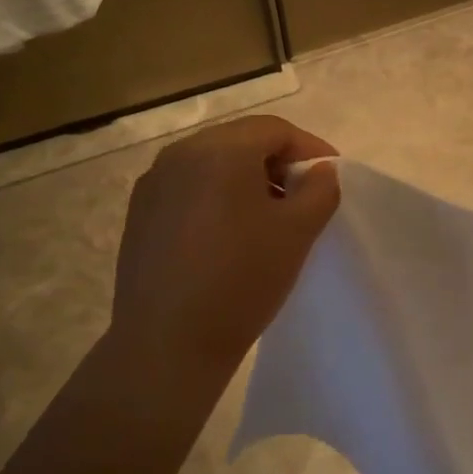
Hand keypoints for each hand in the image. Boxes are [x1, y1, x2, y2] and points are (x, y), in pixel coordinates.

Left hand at [106, 115, 340, 388]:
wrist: (168, 344)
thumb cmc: (242, 280)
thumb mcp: (298, 232)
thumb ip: (320, 189)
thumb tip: (320, 171)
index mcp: (219, 150)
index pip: (275, 129)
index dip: (310, 148)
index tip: (332, 177)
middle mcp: (179, 155)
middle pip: (241, 141)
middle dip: (278, 163)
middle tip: (304, 196)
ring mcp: (153, 185)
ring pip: (212, 165)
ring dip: (247, 180)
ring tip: (269, 218)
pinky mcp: (140, 215)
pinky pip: (188, 190)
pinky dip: (217, 198)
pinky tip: (229, 236)